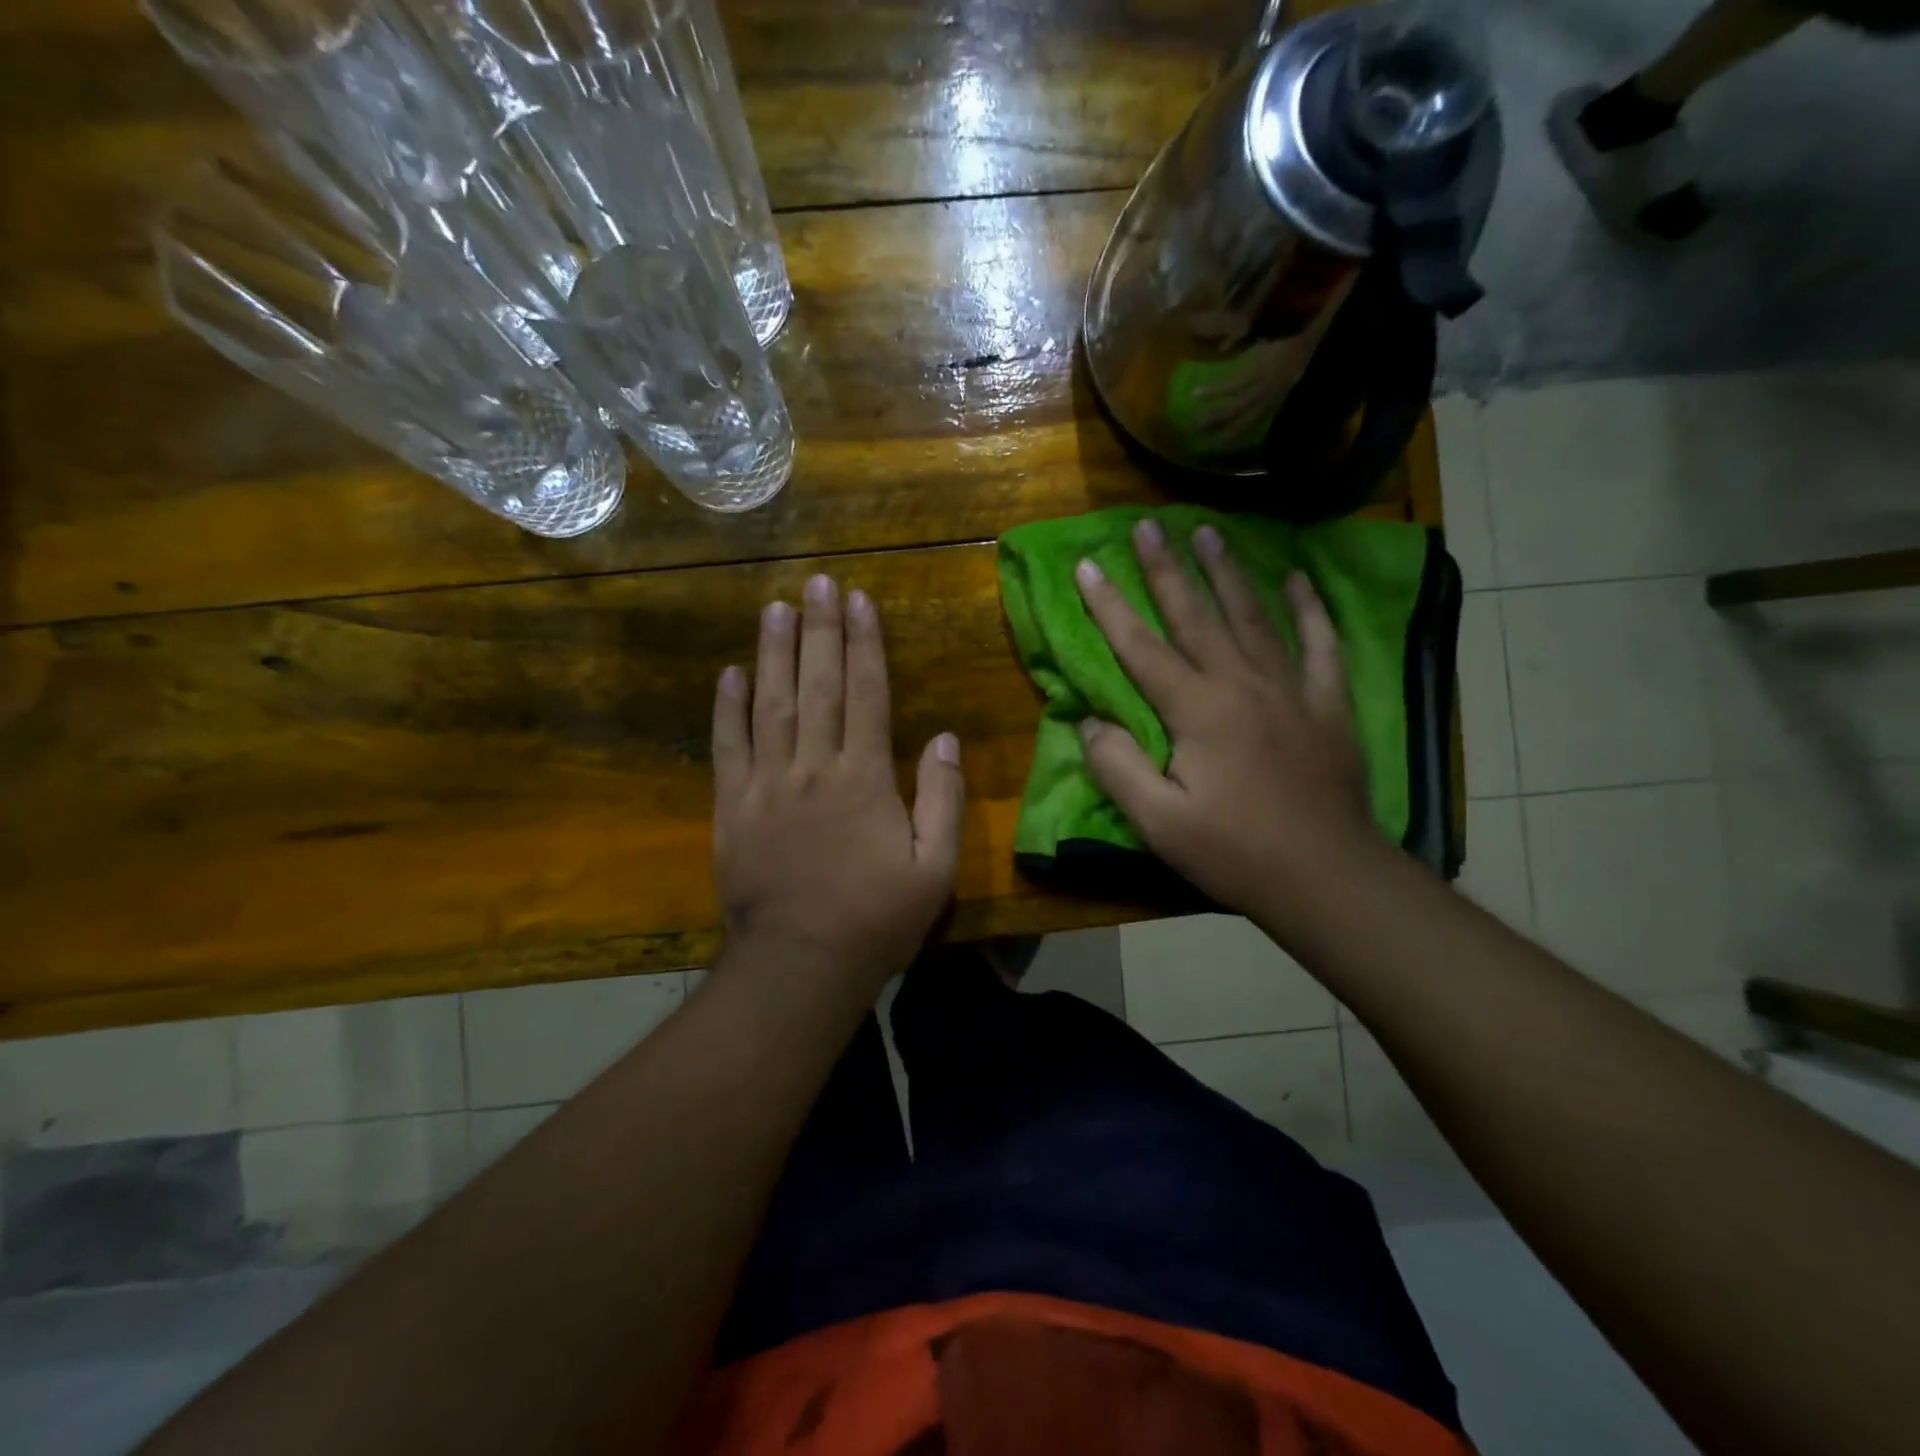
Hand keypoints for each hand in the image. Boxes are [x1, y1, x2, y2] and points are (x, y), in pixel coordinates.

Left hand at [712, 574, 963, 991]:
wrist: (800, 965)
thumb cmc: (877, 918)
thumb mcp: (935, 868)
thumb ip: (943, 799)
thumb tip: (944, 738)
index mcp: (864, 779)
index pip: (866, 694)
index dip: (865, 645)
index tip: (861, 601)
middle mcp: (813, 768)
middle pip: (817, 686)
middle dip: (821, 630)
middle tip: (819, 582)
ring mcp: (766, 786)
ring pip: (770, 705)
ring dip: (773, 653)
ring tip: (775, 608)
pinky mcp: (731, 808)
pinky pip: (728, 748)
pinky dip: (727, 708)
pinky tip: (731, 674)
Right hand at [1075, 519, 1379, 925]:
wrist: (1325, 875)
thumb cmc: (1234, 851)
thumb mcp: (1159, 822)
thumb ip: (1118, 768)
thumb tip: (1090, 723)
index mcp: (1196, 710)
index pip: (1141, 647)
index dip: (1110, 606)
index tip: (1088, 564)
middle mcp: (1241, 683)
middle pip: (1196, 615)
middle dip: (1167, 568)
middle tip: (1149, 524)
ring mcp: (1290, 688)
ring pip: (1253, 616)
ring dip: (1227, 572)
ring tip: (1209, 532)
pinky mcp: (1327, 703)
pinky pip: (1320, 643)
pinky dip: (1310, 608)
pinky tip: (1298, 578)